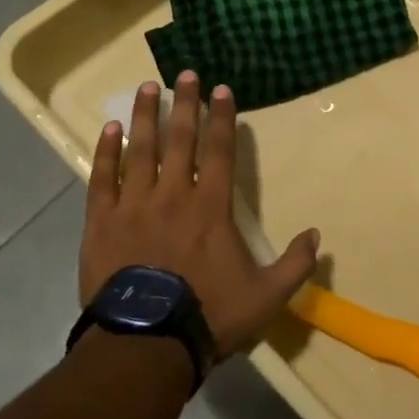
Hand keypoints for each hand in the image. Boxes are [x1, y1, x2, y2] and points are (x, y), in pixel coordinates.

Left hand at [82, 72, 319, 356]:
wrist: (144, 345)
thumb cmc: (208, 316)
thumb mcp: (266, 297)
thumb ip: (294, 265)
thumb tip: (317, 235)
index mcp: (211, 207)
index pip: (219, 151)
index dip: (222, 118)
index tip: (221, 89)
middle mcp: (172, 195)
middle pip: (180, 139)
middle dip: (185, 104)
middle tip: (185, 72)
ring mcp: (134, 206)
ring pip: (139, 150)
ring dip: (145, 116)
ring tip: (147, 87)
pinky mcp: (101, 223)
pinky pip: (102, 179)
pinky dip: (105, 152)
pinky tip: (109, 129)